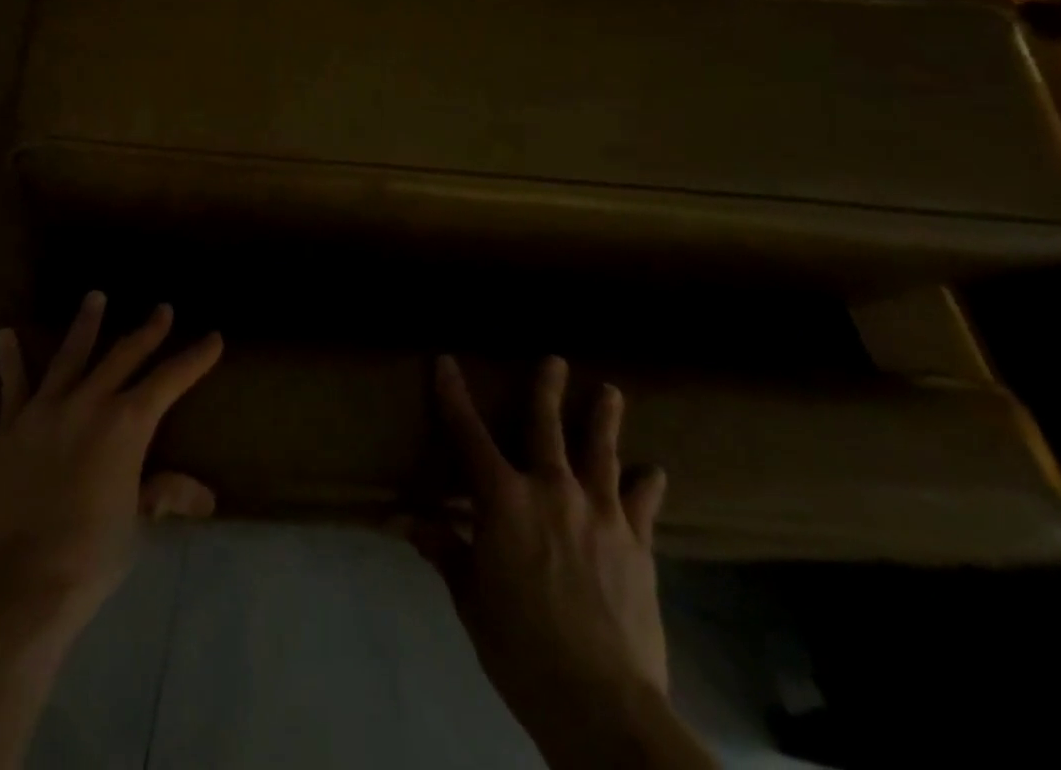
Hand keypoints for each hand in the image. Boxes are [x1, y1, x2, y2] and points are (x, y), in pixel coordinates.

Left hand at [0, 291, 223, 632]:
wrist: (22, 580)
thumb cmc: (91, 554)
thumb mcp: (137, 523)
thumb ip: (163, 494)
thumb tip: (205, 497)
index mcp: (126, 425)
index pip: (169, 381)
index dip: (194, 359)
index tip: (212, 338)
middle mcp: (89, 403)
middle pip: (124, 356)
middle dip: (147, 332)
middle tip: (162, 309)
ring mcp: (47, 409)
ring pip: (71, 355)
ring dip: (86, 324)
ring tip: (96, 296)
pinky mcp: (13, 426)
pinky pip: (13, 385)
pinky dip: (9, 359)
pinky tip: (4, 334)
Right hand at [415, 356, 673, 760]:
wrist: (601, 702)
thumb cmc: (520, 644)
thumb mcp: (470, 596)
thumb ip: (444, 549)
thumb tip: (405, 521)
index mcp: (502, 498)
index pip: (468, 433)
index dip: (453, 394)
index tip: (446, 361)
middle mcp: (551, 490)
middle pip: (547, 427)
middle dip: (547, 390)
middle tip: (555, 359)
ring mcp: (600, 515)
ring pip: (601, 454)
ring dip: (604, 420)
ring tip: (611, 391)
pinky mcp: (637, 546)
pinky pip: (643, 505)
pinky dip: (647, 486)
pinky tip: (654, 471)